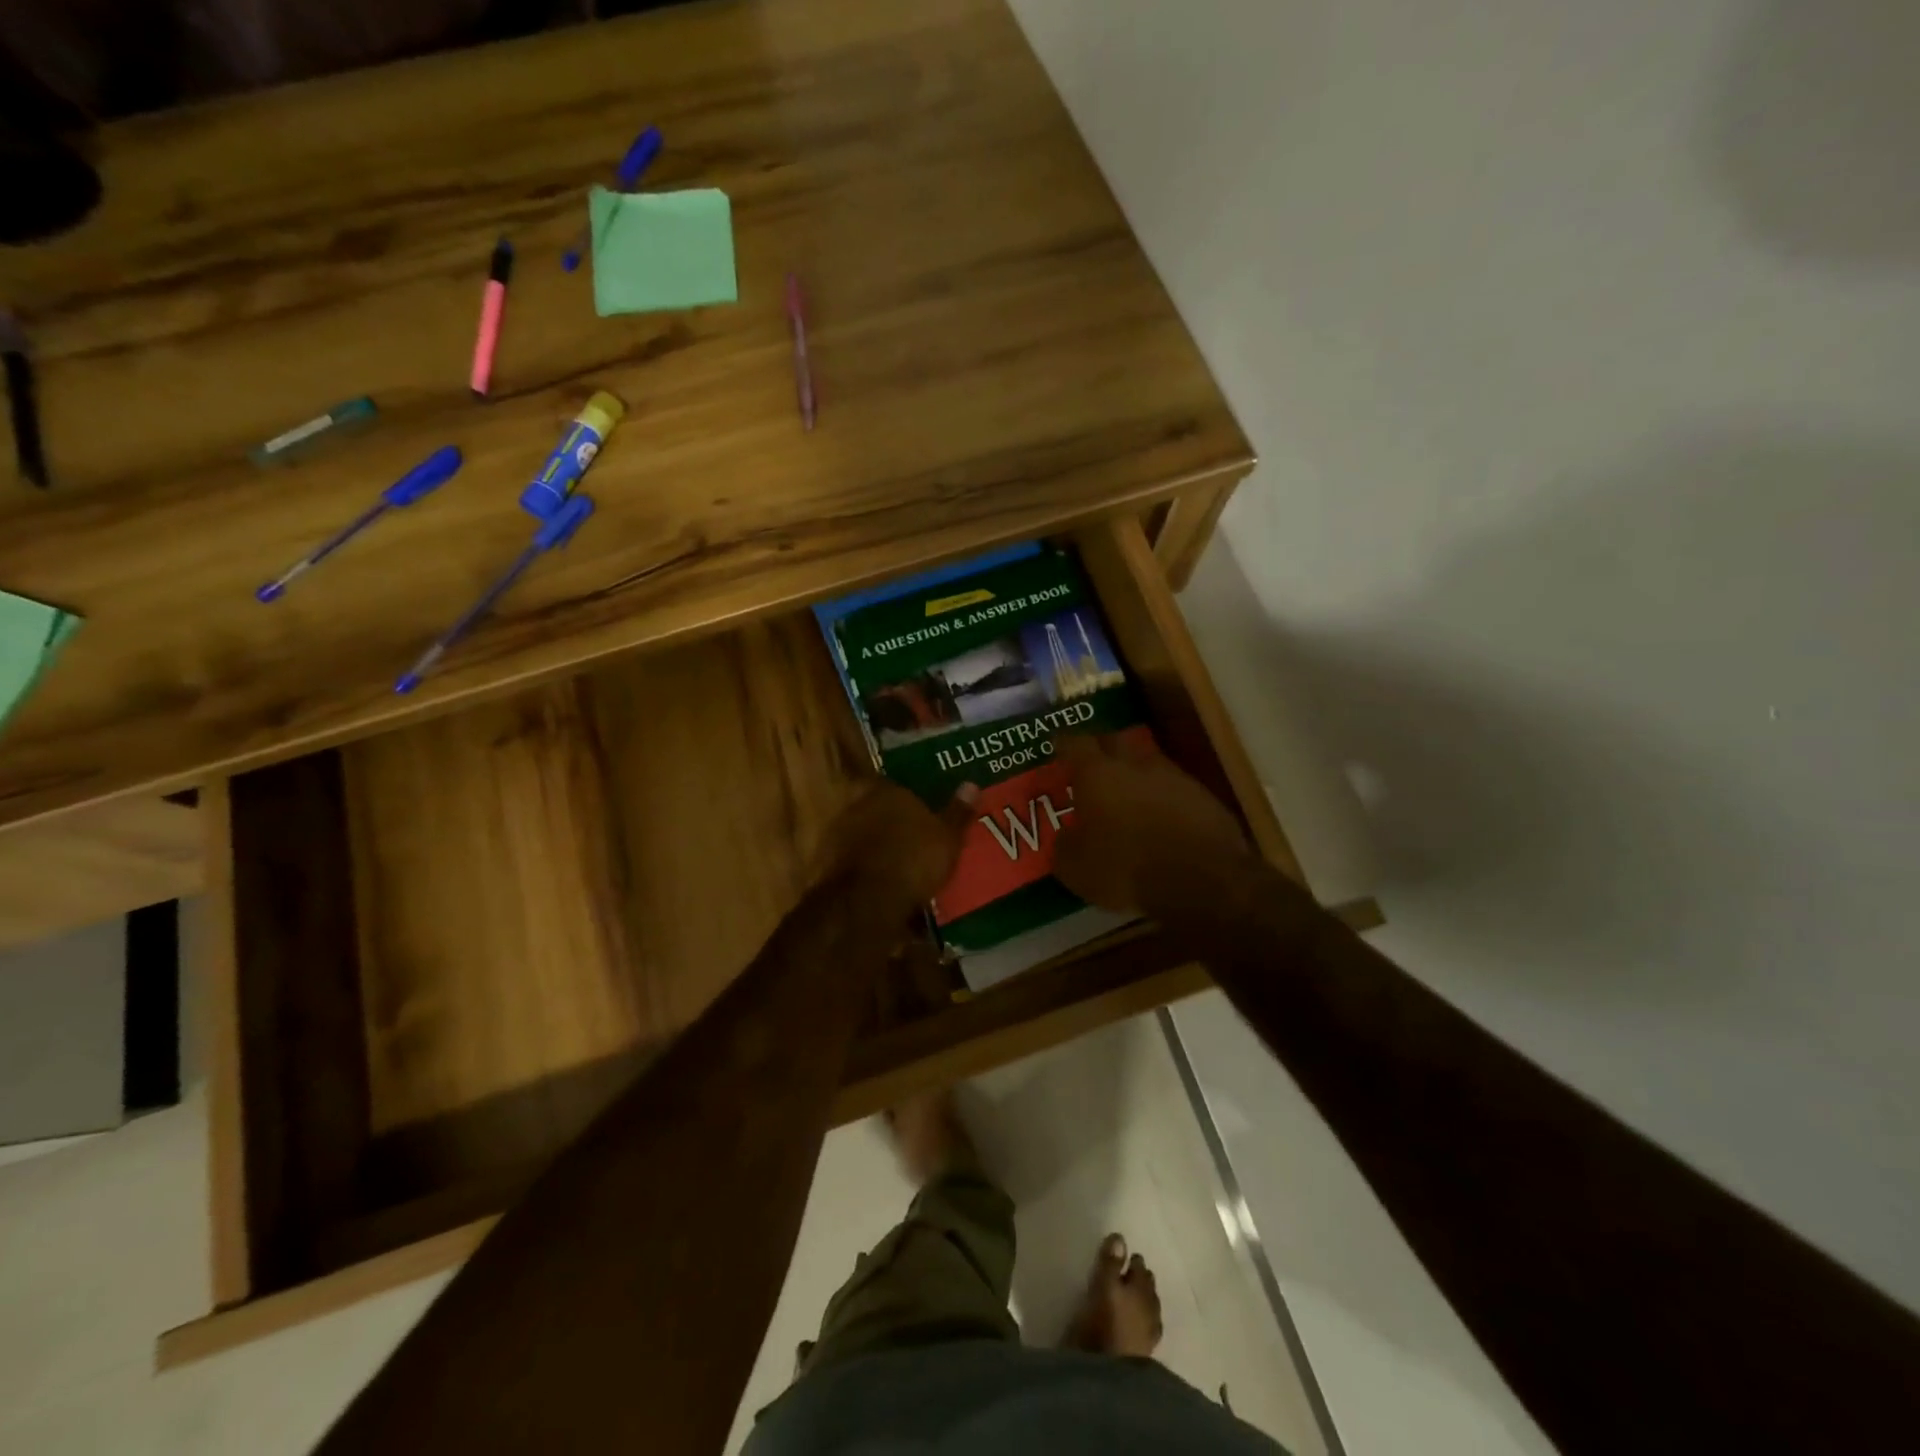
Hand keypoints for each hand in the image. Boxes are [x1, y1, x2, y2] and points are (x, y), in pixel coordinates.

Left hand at [816, 780, 978, 910]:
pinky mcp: (826, 863)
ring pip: (862, 834)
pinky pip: (851, 861)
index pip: (898, 786)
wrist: (865, 901)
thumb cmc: (913, 860)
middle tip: (913, 840)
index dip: (910, 799)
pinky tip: (879, 886)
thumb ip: (957, 812)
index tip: (922, 813)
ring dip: (876, 847)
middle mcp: (858, 805)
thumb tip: (972, 785)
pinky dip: (863, 869)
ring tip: (898, 867)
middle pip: (878, 809)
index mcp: (888, 791)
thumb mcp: (947, 838)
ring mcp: (838, 833)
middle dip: (892, 823)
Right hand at [1052, 734, 1257, 915]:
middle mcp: (1135, 764)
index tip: (1057, 747)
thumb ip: (1065, 844)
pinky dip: (1163, 797)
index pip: (1074, 744)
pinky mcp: (1204, 796)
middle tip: (1092, 765)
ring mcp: (1174, 777)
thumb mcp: (1075, 867)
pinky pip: (1175, 788)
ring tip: (1128, 794)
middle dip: (1102, 749)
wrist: (1200, 882)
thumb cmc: (1125, 868)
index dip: (1063, 744)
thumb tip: (1067, 836)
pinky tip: (1160, 817)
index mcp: (1098, 773)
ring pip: (1148, 763)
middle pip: (1115, 741)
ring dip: (1136, 774)